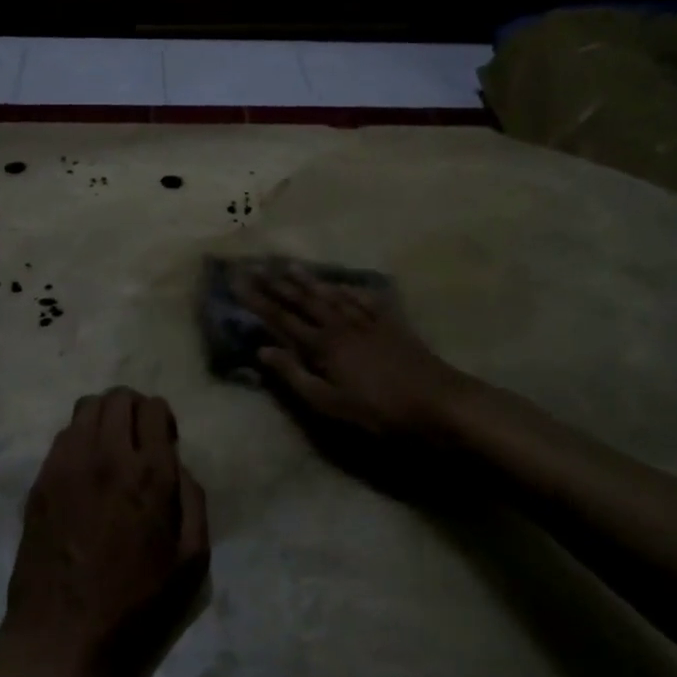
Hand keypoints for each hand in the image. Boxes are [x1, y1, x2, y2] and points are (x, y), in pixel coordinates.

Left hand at [3, 389, 209, 676]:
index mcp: (150, 473)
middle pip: (118, 397)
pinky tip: (84, 473)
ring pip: (86, 408)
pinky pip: (62, 436)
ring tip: (109, 450)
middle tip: (138, 439)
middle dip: (134, 409)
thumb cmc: (136, 606)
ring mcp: (67, 464)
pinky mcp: (40, 480)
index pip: (154, 408)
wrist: (62, 636)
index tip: (164, 442)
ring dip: (104, 418)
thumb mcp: (192, 563)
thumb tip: (179, 466)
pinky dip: (79, 439)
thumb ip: (194, 501)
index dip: (162, 418)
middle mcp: (107, 455)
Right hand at [237, 264, 471, 437]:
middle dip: (277, 283)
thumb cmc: (379, 411)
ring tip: (289, 265)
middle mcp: (341, 325)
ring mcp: (368, 322)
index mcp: (323, 345)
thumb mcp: (330, 403)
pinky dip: (351, 290)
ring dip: (309, 281)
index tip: (238, 281)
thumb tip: (262, 350)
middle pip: (304, 300)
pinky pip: (365, 300)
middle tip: (256, 265)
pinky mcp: (392, 325)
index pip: (282, 318)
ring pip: (332, 295)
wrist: (438, 402)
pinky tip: (343, 284)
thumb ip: (294, 375)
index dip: (258, 300)